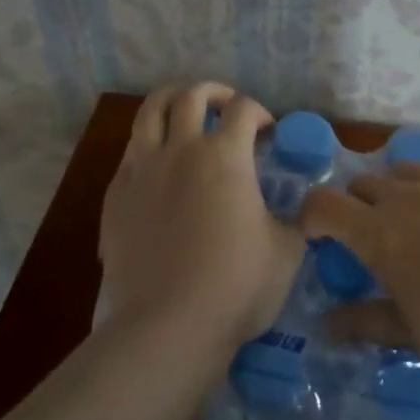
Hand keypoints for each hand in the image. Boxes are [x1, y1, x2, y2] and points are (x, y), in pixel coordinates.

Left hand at [99, 84, 304, 357]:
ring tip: (184, 111)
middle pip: (192, 95)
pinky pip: (130, 152)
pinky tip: (158, 165)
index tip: (268, 131)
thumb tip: (303, 212)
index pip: (243, 109)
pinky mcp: (116, 195)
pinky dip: (148, 144)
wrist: (168, 326)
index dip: (260, 112)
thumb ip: (296, 221)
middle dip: (214, 92)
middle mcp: (180, 149)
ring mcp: (142, 170)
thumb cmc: (236, 286)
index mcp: (225, 155)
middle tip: (226, 106)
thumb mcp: (287, 252)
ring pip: (150, 111)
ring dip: (172, 101)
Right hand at [300, 153, 419, 401]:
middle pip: (364, 184)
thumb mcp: (415, 335)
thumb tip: (328, 325)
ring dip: (399, 193)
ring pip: (405, 170)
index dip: (312, 217)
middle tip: (376, 242)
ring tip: (419, 223)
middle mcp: (409, 196)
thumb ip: (368, 321)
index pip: (324, 205)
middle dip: (358, 208)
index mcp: (382, 235)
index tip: (319, 238)